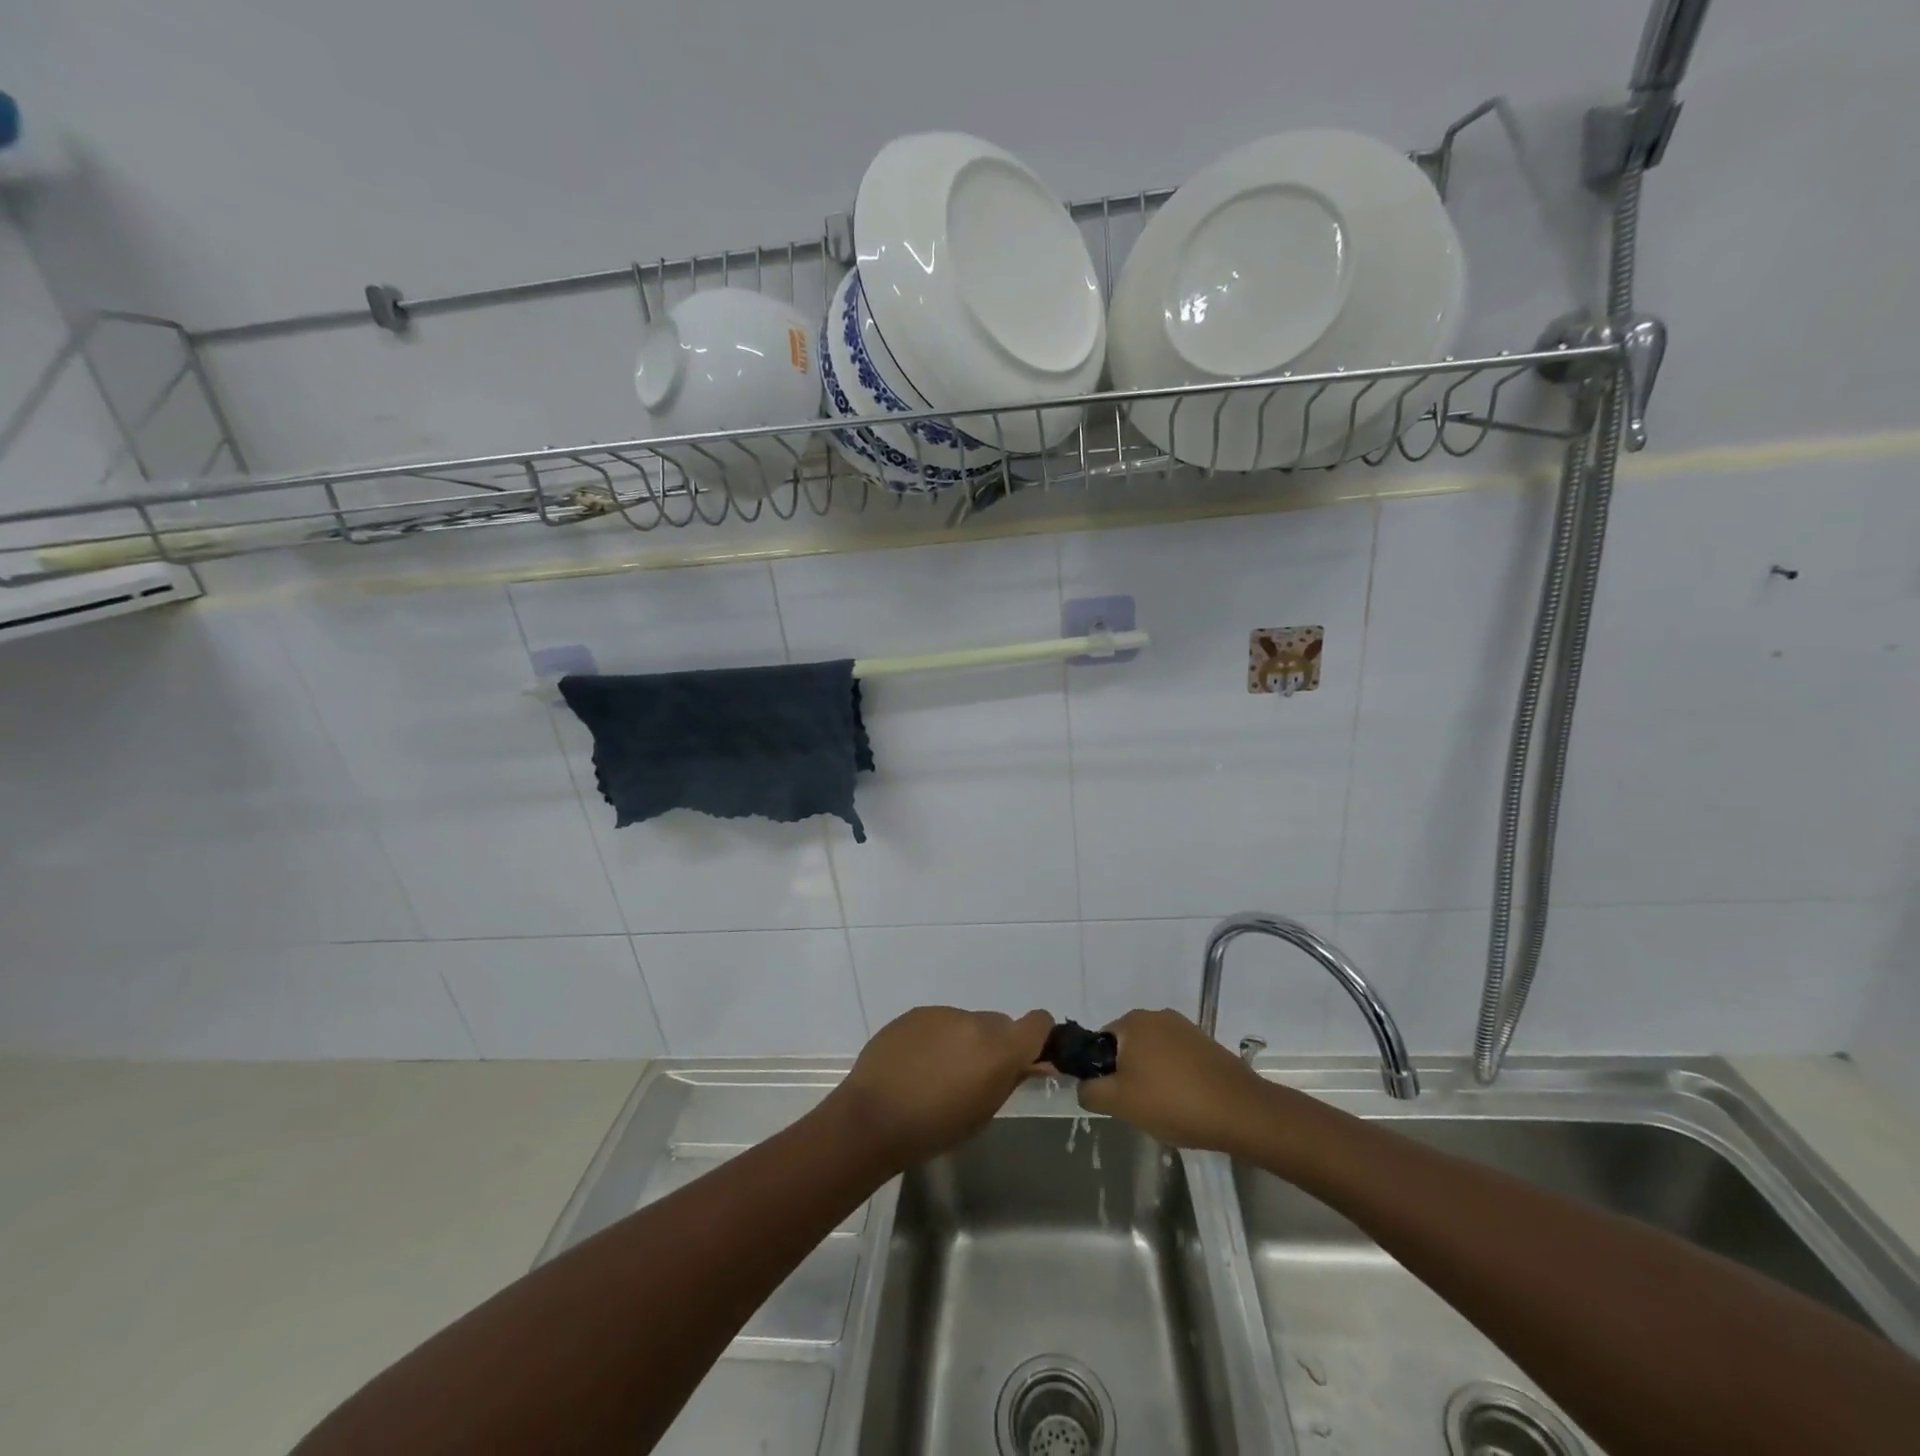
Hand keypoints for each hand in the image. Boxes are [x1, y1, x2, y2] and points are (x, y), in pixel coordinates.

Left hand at [826, 1006, 1054, 1171]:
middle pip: (1000, 1024)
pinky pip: (939, 1022)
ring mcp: (943, 1013)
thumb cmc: (935, 1128)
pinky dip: (937, 1039)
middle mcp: (975, 1022)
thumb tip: (1030, 1063)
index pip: (1038, 1022)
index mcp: (999, 1049)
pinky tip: (916, 1065)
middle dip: (994, 1045)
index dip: (1037, 1037)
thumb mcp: (983, 1113)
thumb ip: (1010, 1080)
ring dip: (963, 1042)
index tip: (1025, 1058)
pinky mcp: (916, 1013)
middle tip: (974, 1076)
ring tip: (937, 1075)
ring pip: (967, 1023)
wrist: (873, 1117)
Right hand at [1076, 1009, 1272, 1155]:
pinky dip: (1174, 1078)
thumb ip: (1090, 1092)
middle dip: (1127, 1076)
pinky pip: (1177, 1059)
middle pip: (1127, 1047)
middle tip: (1137, 1107)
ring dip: (1151, 1077)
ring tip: (1165, 1109)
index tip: (1114, 1099)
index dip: (1101, 1073)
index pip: (1100, 1043)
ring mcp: (1185, 1028)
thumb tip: (1083, 1086)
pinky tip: (1185, 1103)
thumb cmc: (1173, 1102)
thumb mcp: (1119, 1103)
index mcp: (1132, 1022)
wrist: (1240, 1111)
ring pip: (1152, 1055)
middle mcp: (1157, 1015)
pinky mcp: (1206, 1043)